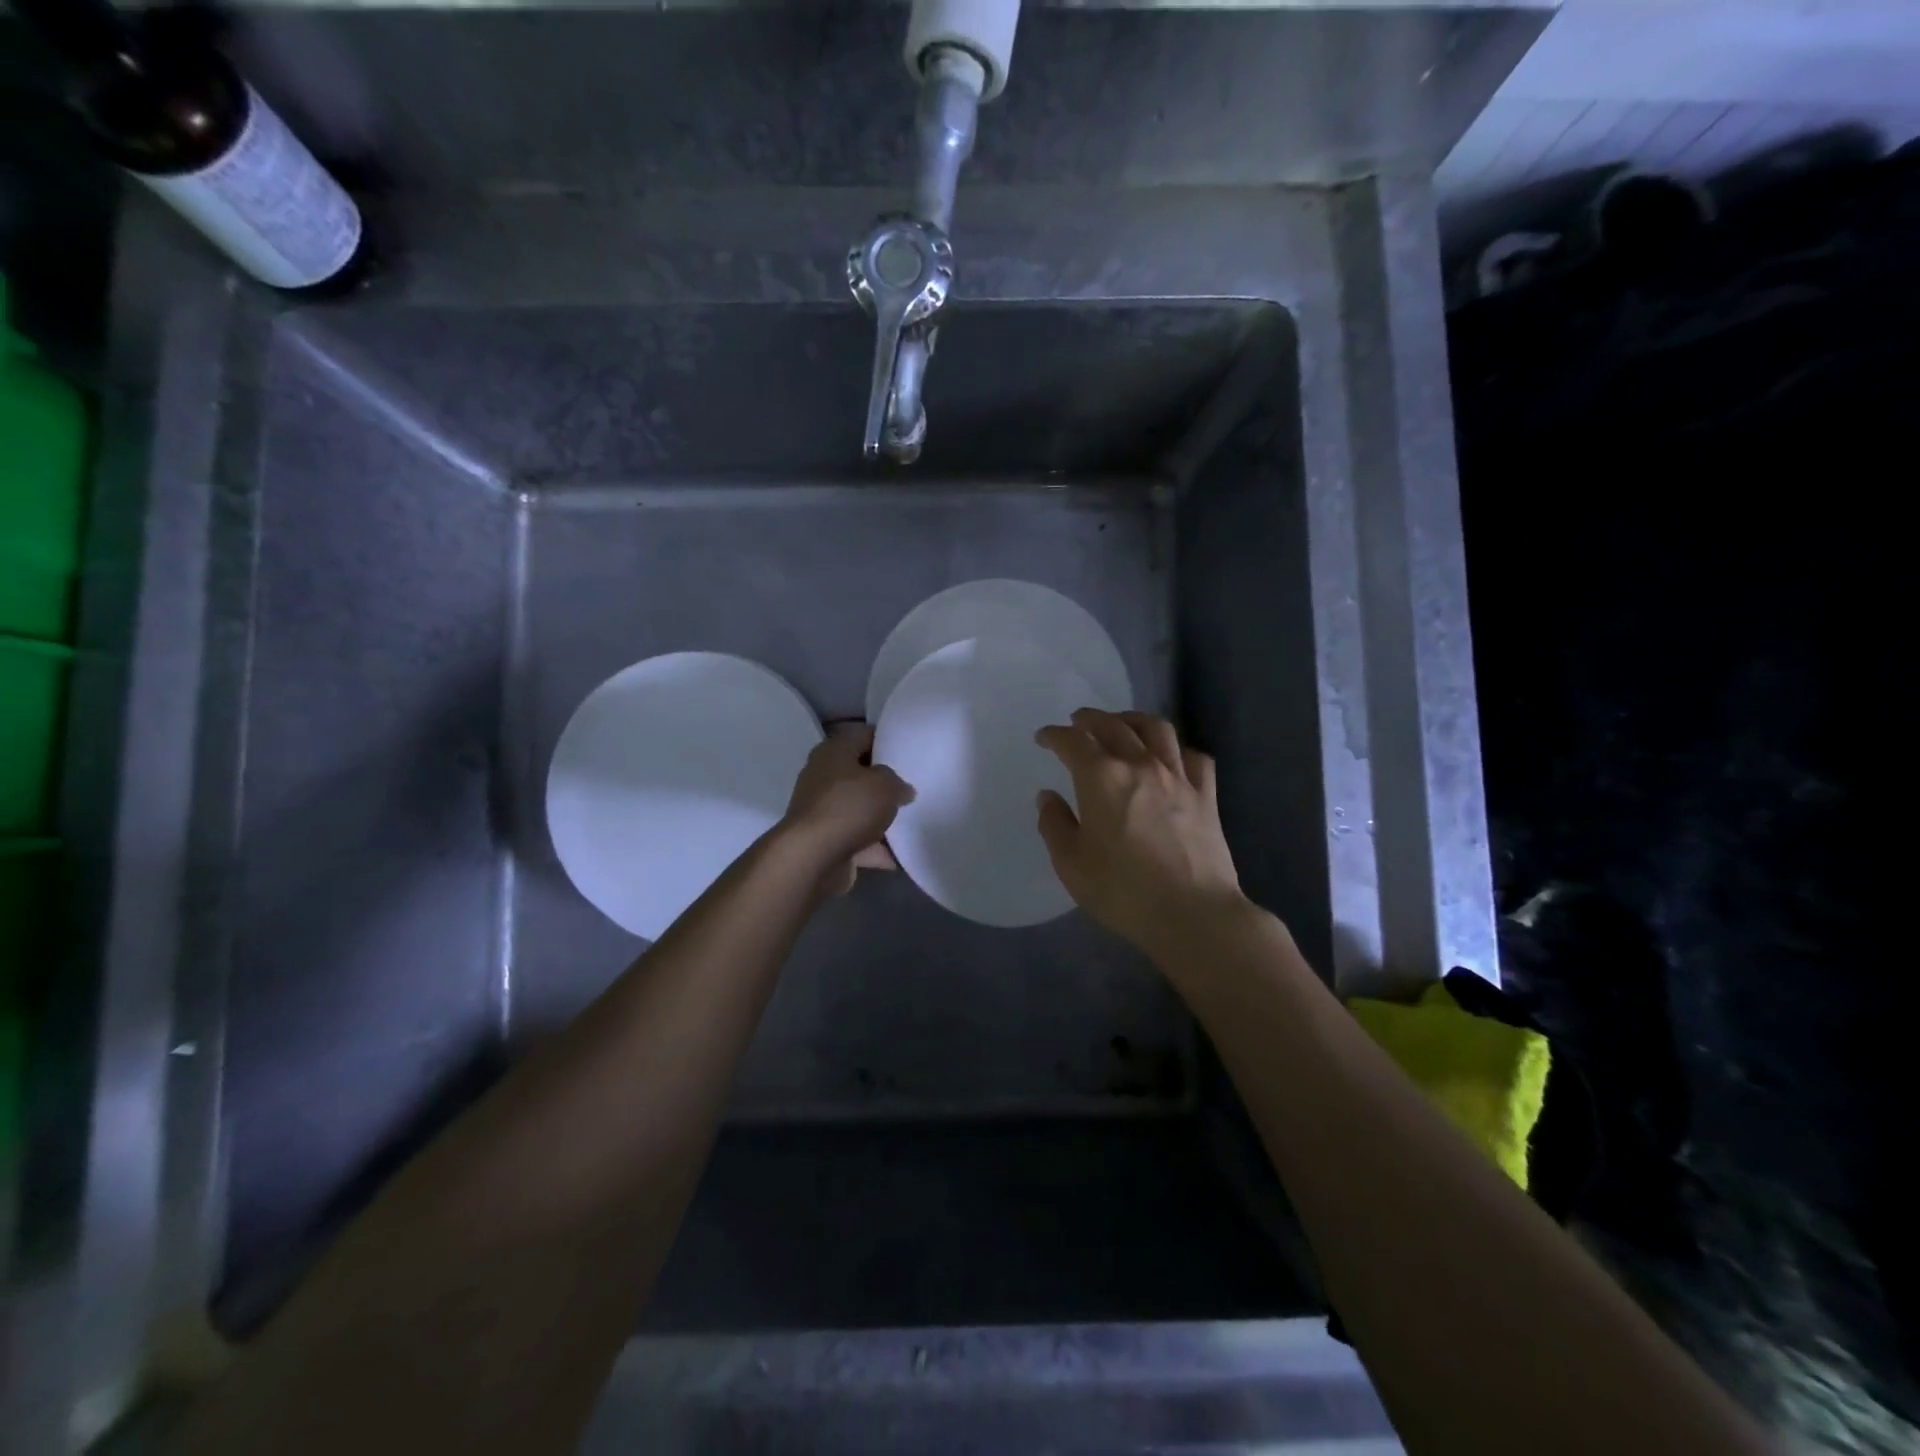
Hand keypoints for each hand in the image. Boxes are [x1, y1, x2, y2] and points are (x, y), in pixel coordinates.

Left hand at [778, 722, 914, 896]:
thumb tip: (902, 789)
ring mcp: (822, 809)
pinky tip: (900, 856)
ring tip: (911, 819)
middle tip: (912, 785)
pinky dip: (875, 847)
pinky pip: (857, 839)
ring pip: (858, 807)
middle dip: (884, 781)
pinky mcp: (824, 840)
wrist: (811, 858)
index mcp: (833, 751)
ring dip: (880, 815)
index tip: (909, 751)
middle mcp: (823, 776)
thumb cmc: (848, 807)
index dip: (886, 740)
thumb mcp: (885, 785)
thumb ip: (897, 782)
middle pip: (859, 772)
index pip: (863, 735)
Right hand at [1034, 709, 1247, 959]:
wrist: (1192, 913)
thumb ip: (1054, 825)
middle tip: (1078, 722)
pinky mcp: (1206, 795)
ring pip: (1157, 729)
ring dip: (1133, 720)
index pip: (1073, 741)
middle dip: (1091, 719)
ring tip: (1123, 725)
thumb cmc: (1123, 890)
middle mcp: (1140, 765)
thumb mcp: (1071, 864)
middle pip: (1114, 725)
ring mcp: (1178, 777)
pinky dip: (1176, 750)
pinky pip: (1193, 757)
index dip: (1055, 735)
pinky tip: (1170, 758)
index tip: (1044, 738)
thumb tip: (1048, 797)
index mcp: (1101, 778)